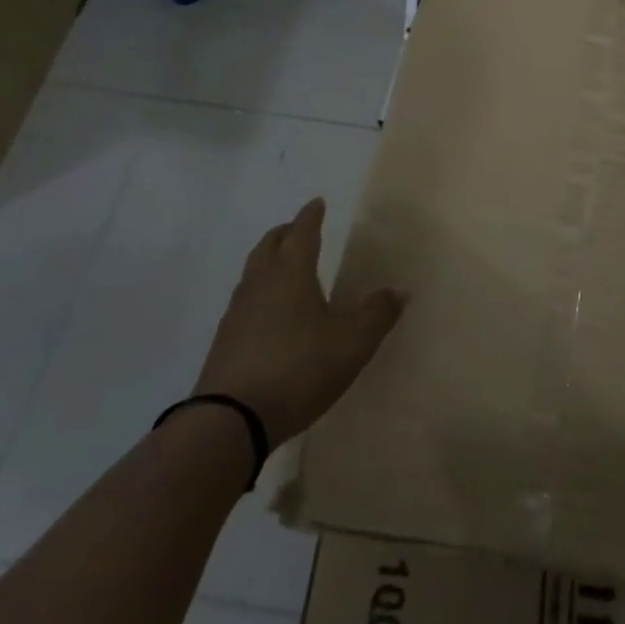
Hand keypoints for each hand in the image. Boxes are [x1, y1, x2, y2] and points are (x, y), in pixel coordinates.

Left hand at [194, 197, 404, 444]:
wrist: (231, 421)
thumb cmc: (299, 368)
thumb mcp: (352, 343)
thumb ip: (377, 314)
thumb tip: (400, 290)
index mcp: (292, 273)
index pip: (302, 232)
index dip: (311, 216)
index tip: (317, 202)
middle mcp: (261, 283)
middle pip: (270, 245)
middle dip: (285, 233)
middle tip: (298, 228)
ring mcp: (237, 312)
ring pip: (253, 271)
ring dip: (268, 260)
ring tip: (283, 266)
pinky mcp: (224, 341)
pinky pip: (244, 301)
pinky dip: (259, 292)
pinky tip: (268, 312)